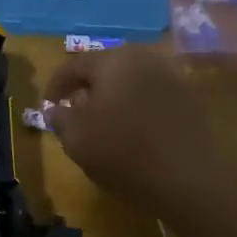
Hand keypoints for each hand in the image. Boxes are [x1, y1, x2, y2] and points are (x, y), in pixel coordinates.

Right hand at [44, 46, 212, 209]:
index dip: (55, 85)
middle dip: (86, 88)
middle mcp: (144, 58)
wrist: (188, 179)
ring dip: (113, 96)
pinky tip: (133, 129)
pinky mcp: (189, 97)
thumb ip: (59, 118)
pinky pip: (152, 94)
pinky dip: (136, 105)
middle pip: (105, 68)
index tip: (47, 106)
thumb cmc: (123, 153)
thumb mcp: (77, 139)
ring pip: (130, 80)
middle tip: (74, 111)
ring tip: (103, 122)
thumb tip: (54, 109)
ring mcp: (171, 76)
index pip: (73, 65)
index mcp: (113, 61)